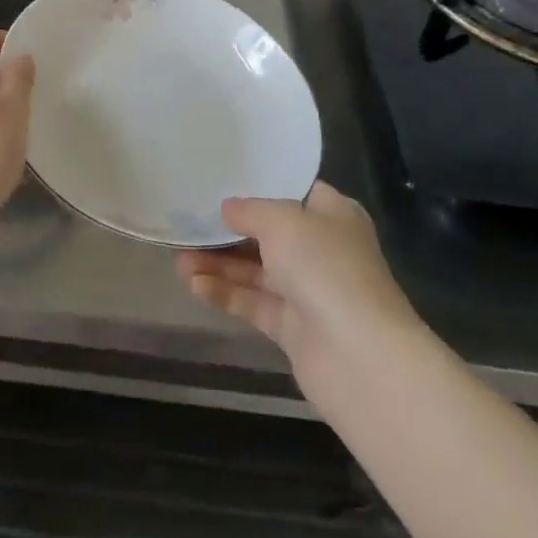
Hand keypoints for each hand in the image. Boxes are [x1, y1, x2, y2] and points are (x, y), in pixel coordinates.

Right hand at [176, 181, 417, 406]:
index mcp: (332, 214)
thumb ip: (250, 211)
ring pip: (256, 270)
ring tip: (177, 257)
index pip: (292, 191)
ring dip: (219, 263)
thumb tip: (227, 208)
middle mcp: (322, 249)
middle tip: (189, 221)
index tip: (222, 179)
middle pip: (268, 232)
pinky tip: (192, 284)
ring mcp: (308, 291)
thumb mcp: (282, 221)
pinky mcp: (294, 329)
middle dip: (229, 229)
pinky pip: (254, 303)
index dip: (259, 185)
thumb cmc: (325, 268)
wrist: (360, 359)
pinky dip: (225, 293)